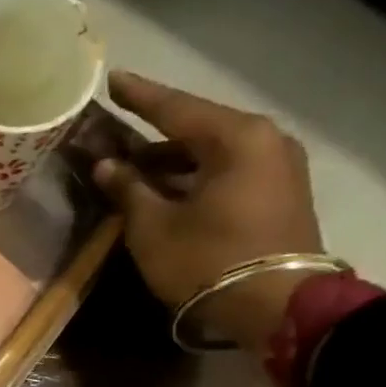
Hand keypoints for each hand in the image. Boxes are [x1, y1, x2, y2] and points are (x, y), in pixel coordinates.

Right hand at [96, 71, 324, 351]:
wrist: (277, 307)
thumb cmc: (207, 260)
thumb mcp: (153, 227)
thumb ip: (128, 189)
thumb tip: (107, 165)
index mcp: (235, 138)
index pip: (175, 108)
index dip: (139, 97)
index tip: (113, 80)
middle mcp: (264, 141)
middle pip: (197, 129)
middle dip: (153, 133)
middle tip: (116, 131)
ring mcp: (277, 167)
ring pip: (211, 152)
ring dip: (171, 160)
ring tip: (131, 167)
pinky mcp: (278, 194)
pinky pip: (226, 171)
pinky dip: (193, 176)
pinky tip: (164, 188)